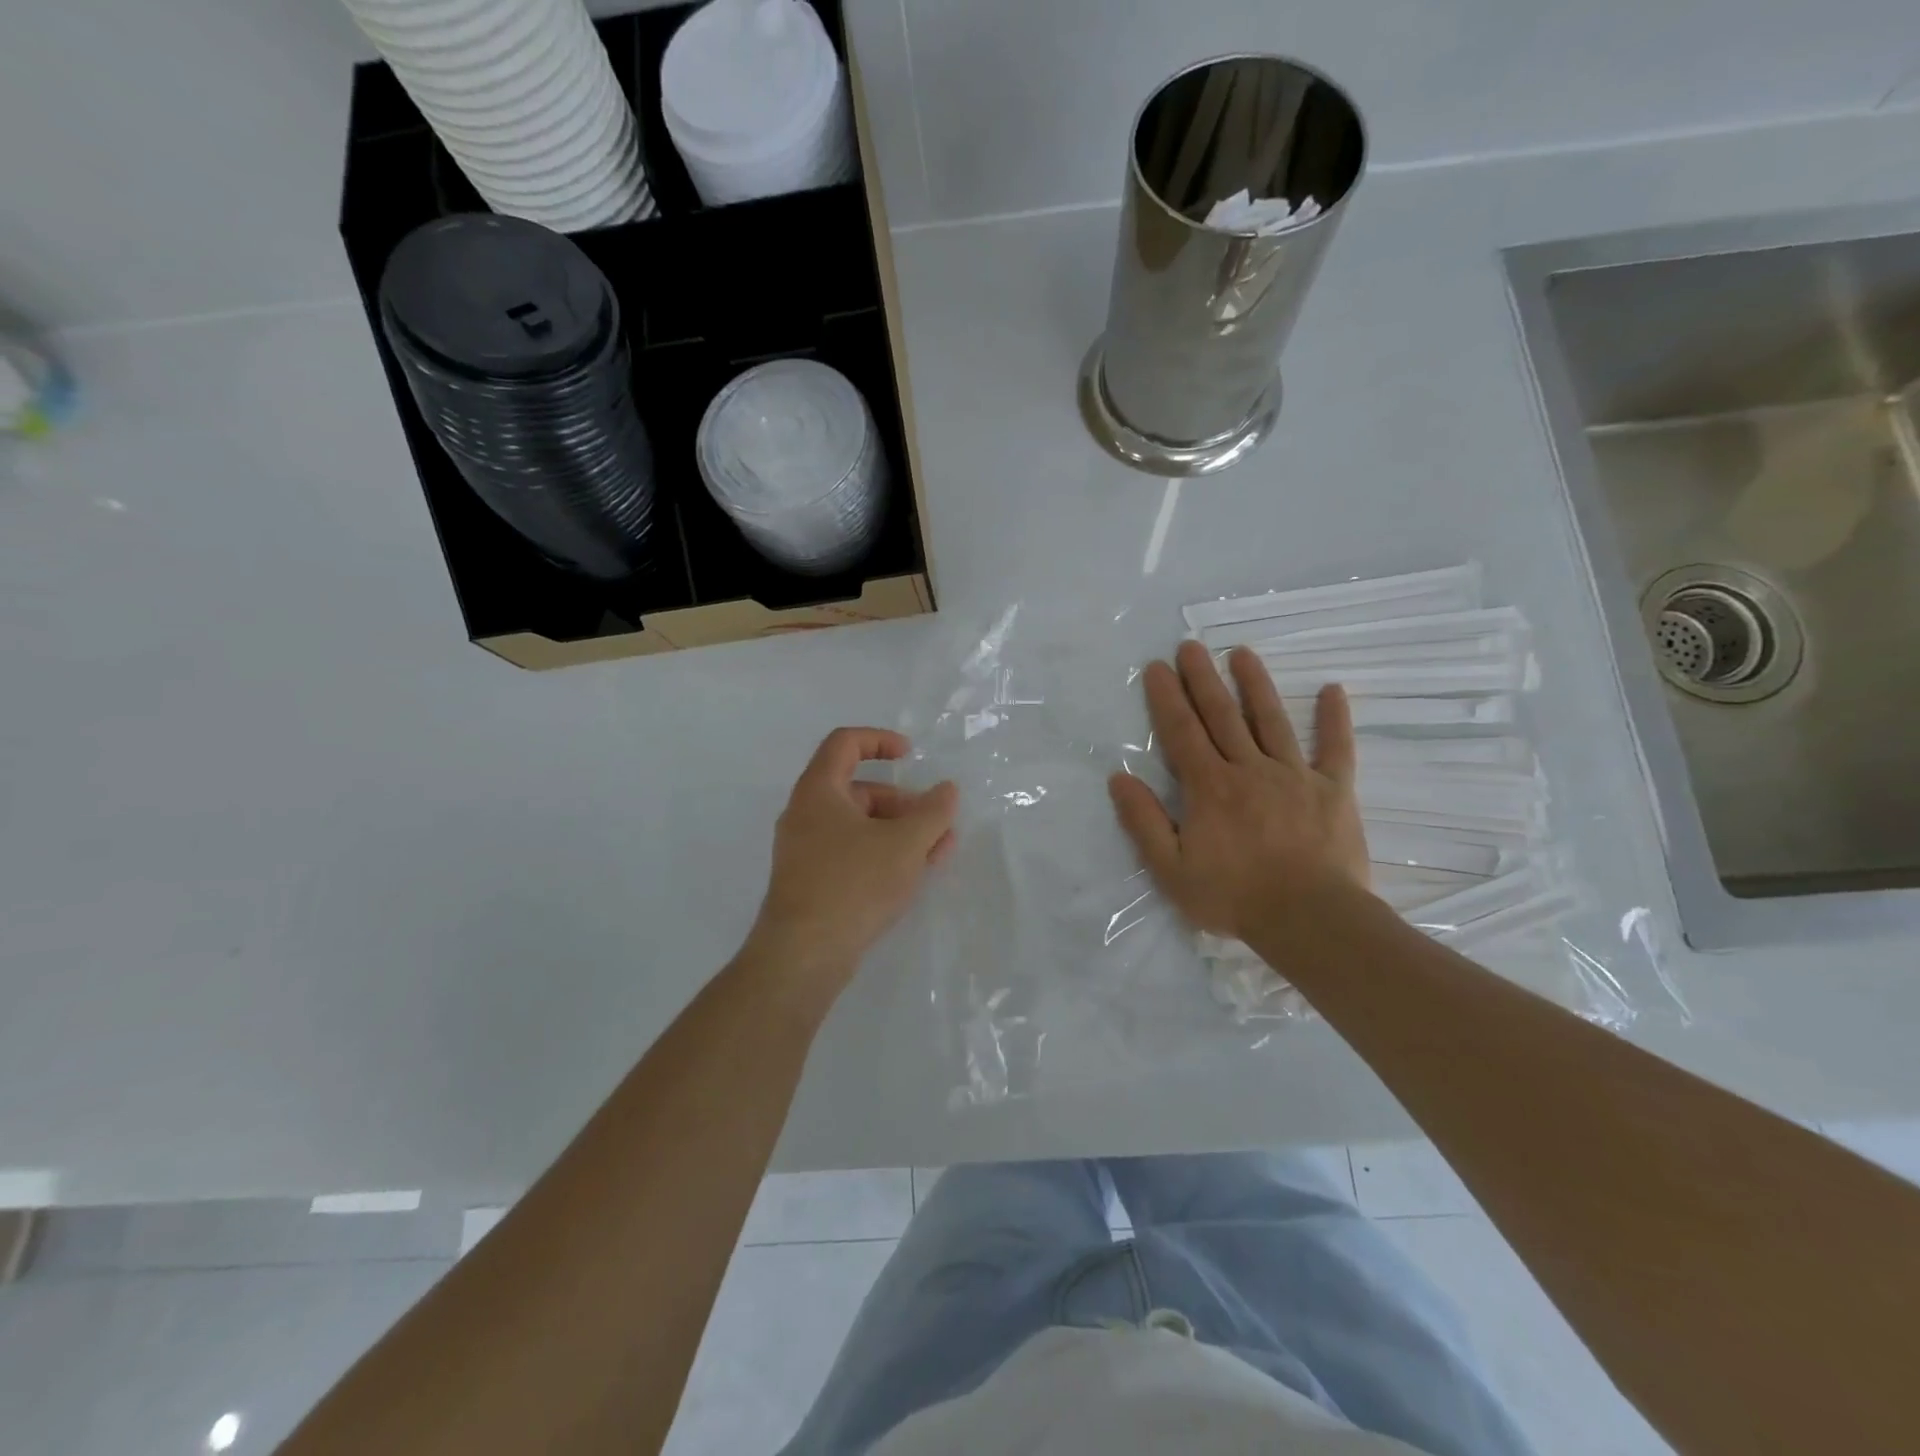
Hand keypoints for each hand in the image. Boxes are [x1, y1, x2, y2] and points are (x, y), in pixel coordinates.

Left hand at [741, 728, 956, 1009]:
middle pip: (859, 790)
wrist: (804, 955)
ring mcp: (805, 851)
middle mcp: (805, 814)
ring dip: (900, 832)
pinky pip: (851, 854)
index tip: (911, 755)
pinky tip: (913, 876)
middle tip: (937, 824)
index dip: (879, 740)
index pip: (844, 743)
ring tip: (937, 854)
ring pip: (859, 827)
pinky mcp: (811, 882)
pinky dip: (882, 855)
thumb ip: (933, 812)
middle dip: (904, 803)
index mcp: (819, 791)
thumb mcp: (905, 844)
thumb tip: (947, 790)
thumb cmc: (854, 884)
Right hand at [1108, 642, 1370, 942]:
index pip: (1182, 732)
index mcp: (1210, 787)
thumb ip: (1144, 822)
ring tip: (1242, 653)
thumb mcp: (1171, 870)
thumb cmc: (1234, 897)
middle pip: (1222, 715)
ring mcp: (1295, 776)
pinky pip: (1336, 748)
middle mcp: (1249, 769)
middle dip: (1202, 678)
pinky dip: (1335, 719)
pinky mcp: (1333, 790)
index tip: (1157, 666)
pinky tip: (1333, 689)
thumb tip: (1120, 778)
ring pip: (1271, 720)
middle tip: (1190, 645)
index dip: (1167, 698)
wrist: (1311, 920)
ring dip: (1255, 684)